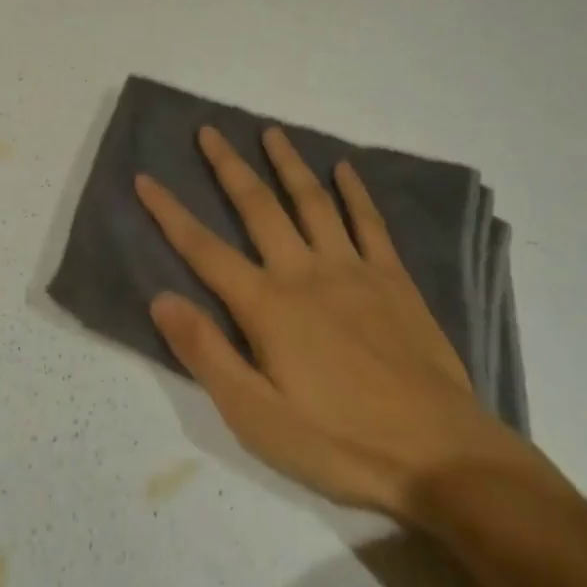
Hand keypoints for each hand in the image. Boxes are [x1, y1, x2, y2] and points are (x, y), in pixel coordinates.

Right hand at [137, 126, 542, 519]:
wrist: (440, 456)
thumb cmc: (338, 443)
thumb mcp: (256, 417)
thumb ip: (206, 353)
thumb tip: (161, 298)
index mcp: (266, 306)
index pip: (204, 249)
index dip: (169, 212)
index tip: (145, 178)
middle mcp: (304, 272)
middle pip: (258, 207)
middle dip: (229, 166)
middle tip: (209, 130)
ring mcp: (352, 270)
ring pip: (312, 201)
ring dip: (288, 164)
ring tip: (270, 132)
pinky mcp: (393, 279)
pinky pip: (369, 222)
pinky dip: (355, 191)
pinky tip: (344, 168)